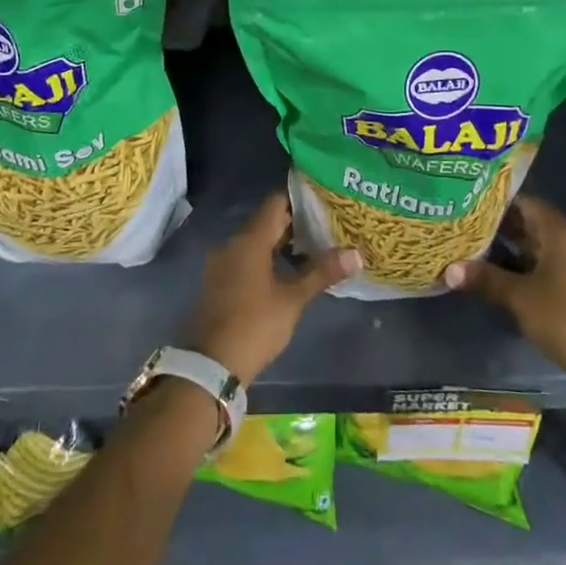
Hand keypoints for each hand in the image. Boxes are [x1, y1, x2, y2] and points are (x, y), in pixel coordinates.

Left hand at [180, 193, 360, 385]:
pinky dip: (267, 258)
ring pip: (257, 241)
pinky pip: (246, 258)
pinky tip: (288, 272)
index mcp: (249, 240)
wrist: (209, 366)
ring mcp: (222, 263)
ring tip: (315, 248)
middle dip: (296, 223)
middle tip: (328, 225)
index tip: (326, 200)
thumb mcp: (292, 300)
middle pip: (267, 221)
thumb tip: (356, 254)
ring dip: (282, 243)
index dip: (301, 198)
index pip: (277, 203)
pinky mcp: (219, 282)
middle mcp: (232, 243)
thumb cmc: (254, 325)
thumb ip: (322, 273)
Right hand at [444, 195, 565, 394]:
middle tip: (470, 225)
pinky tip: (507, 271)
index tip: (472, 203)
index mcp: (560, 232)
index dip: (499, 202)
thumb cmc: (561, 317)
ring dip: (516, 245)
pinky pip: (552, 261)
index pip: (526, 203)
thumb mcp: (518, 296)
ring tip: (481, 246)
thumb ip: (485, 278)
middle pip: (535, 222)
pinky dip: (530, 261)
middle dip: (504, 225)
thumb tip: (449, 270)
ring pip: (543, 243)